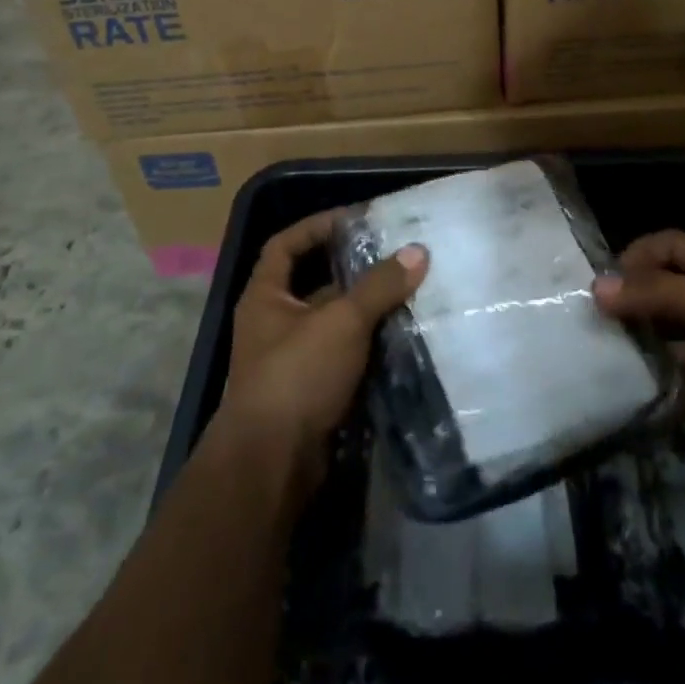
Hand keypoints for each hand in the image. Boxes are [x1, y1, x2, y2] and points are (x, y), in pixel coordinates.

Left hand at [218, 209, 427, 490]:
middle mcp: (274, 323)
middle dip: (352, 270)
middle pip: (314, 283)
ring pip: (333, 322)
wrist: (273, 465)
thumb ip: (379, 286)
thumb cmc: (297, 375)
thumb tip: (418, 251)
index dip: (316, 226)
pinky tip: (403, 336)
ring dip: (365, 309)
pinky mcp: (312, 392)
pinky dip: (369, 345)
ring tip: (408, 290)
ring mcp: (292, 360)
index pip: (285, 244)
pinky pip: (344, 356)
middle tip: (394, 255)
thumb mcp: (341, 321)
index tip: (354, 219)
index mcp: (266, 297)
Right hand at [593, 230, 684, 463]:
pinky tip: (626, 396)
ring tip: (596, 357)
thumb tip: (596, 288)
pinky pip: (678, 391)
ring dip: (637, 350)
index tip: (605, 279)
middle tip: (587, 320)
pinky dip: (656, 393)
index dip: (637, 254)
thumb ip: (653, 293)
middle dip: (628, 304)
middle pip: (661, 296)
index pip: (668, 248)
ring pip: (665, 345)